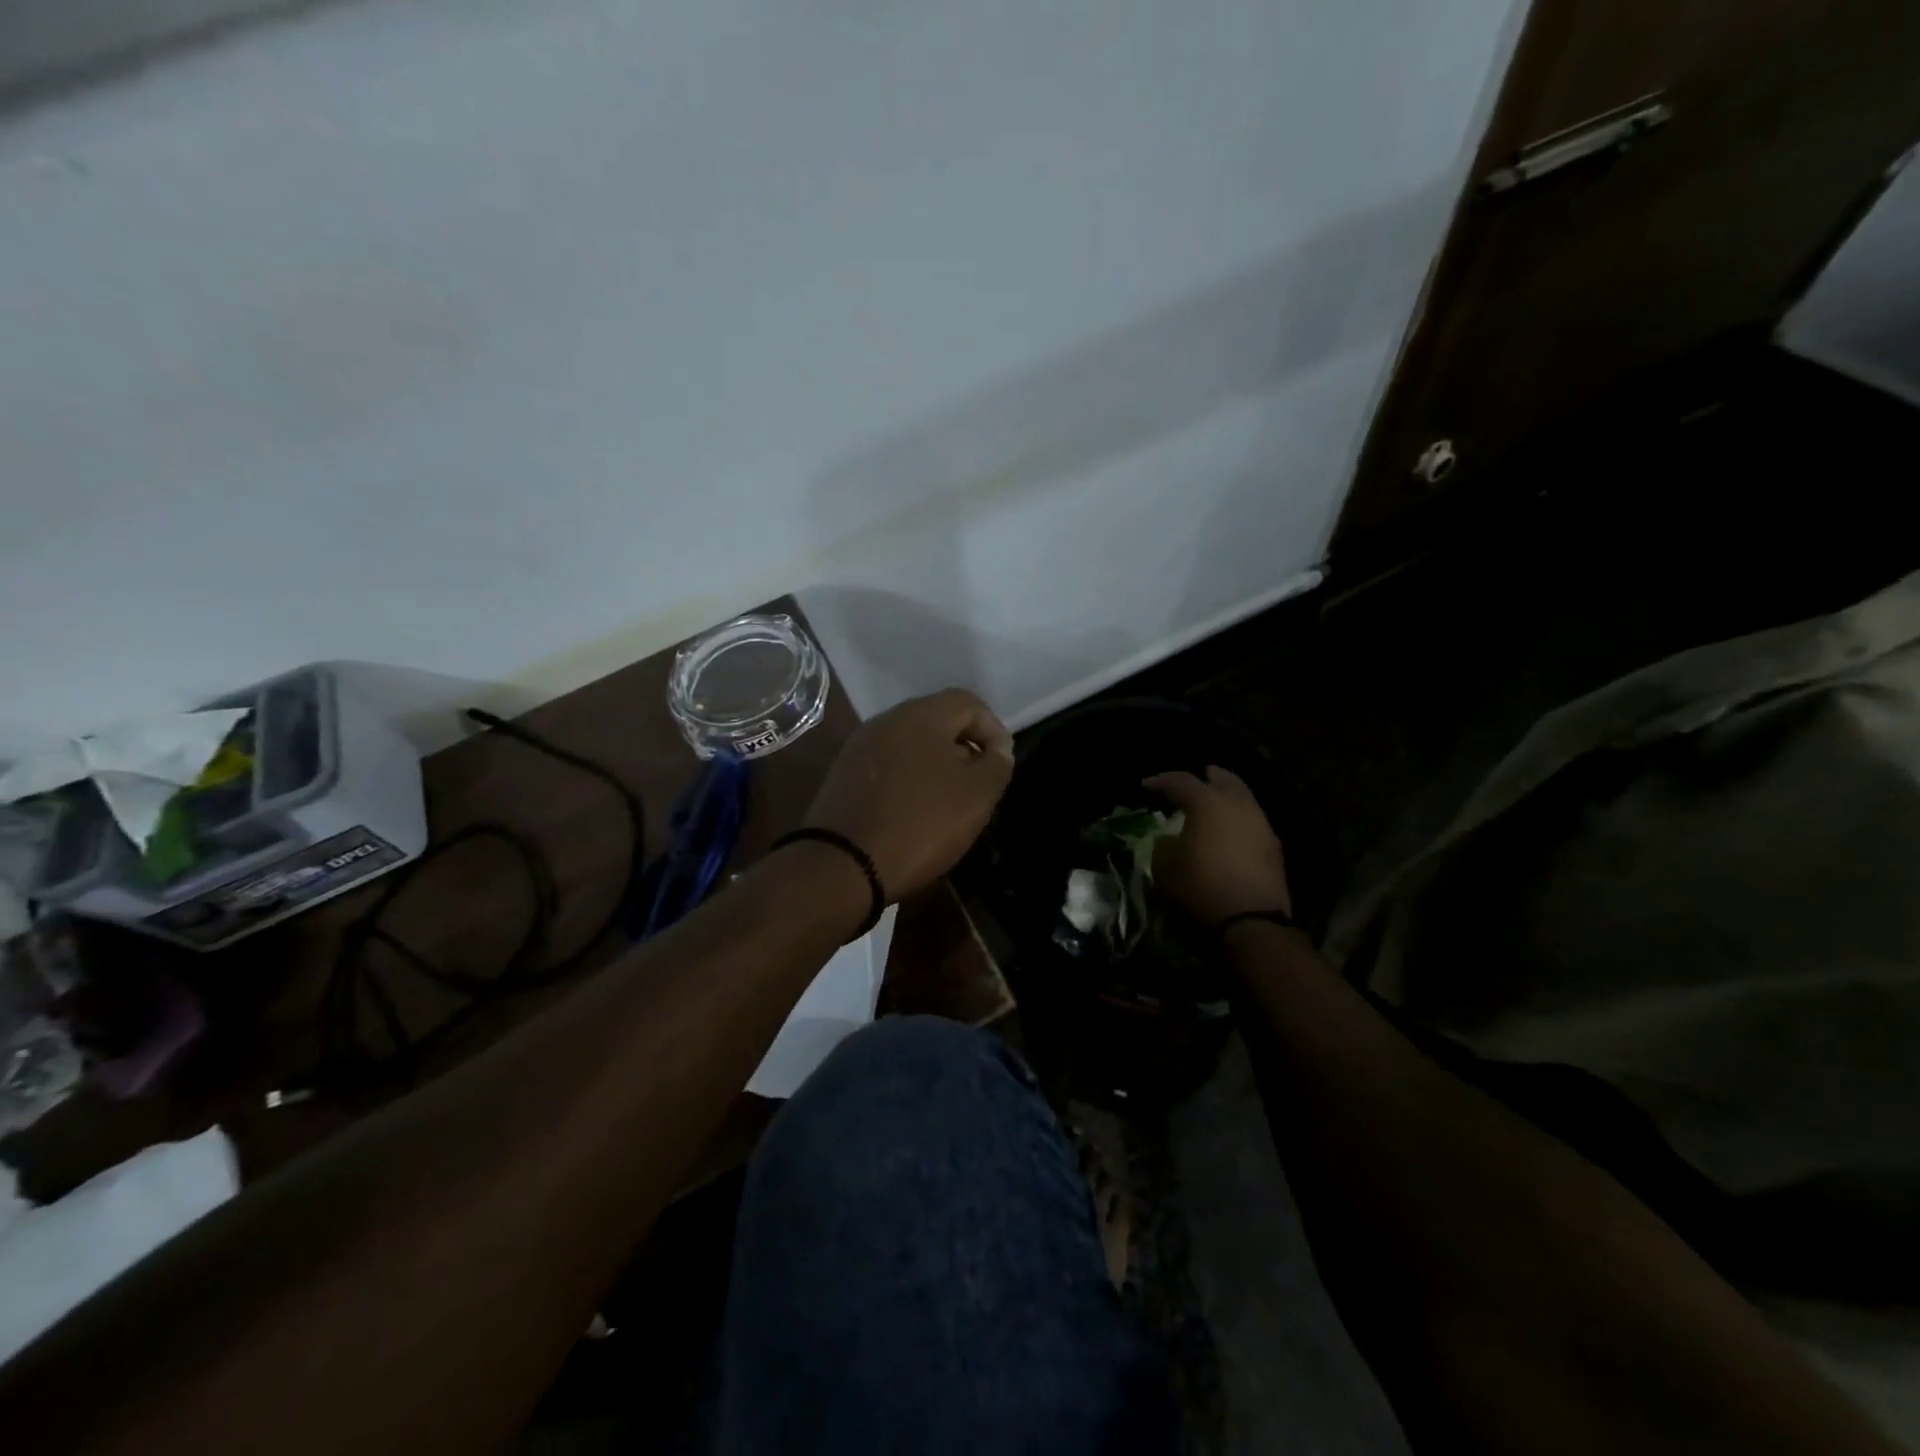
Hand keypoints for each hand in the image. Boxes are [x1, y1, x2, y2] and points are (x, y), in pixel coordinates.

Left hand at [803, 689, 1014, 900]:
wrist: (841, 864)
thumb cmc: (920, 823)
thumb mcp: (977, 795)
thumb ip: (996, 764)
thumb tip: (996, 750)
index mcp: (921, 714)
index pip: (969, 703)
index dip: (994, 731)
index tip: (1000, 768)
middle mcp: (887, 720)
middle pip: (938, 721)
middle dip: (964, 749)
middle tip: (977, 786)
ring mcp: (860, 746)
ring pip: (912, 744)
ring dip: (936, 766)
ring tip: (947, 803)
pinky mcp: (843, 774)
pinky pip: (888, 766)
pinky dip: (908, 780)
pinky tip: (912, 812)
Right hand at [1142, 766, 1291, 926]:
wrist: (1251, 921)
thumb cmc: (1200, 887)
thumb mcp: (1165, 867)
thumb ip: (1164, 845)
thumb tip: (1169, 839)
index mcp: (1208, 803)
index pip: (1182, 781)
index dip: (1162, 781)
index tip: (1146, 786)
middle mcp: (1238, 806)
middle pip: (1225, 780)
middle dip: (1209, 777)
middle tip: (1199, 775)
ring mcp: (1261, 825)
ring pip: (1244, 799)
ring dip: (1228, 797)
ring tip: (1214, 804)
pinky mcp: (1274, 847)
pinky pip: (1253, 821)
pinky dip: (1239, 818)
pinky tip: (1231, 831)